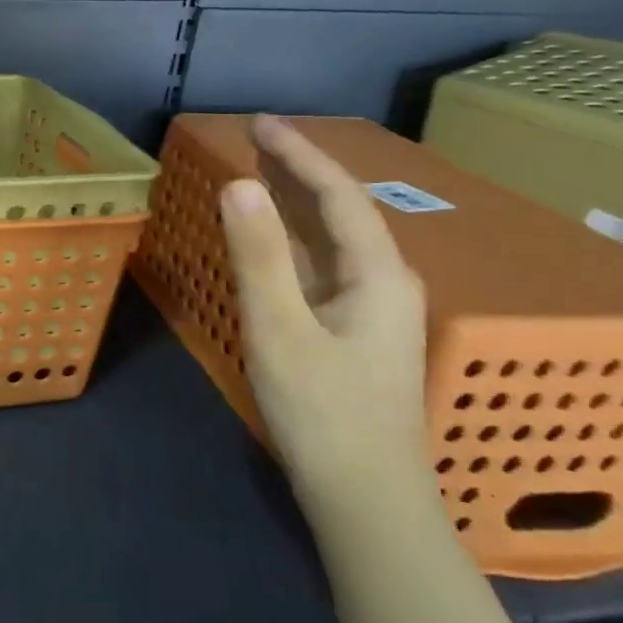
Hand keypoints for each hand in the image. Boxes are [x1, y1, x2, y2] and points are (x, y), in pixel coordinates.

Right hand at [218, 116, 429, 511]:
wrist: (366, 500)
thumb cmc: (324, 412)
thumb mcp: (280, 330)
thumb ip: (259, 256)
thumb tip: (239, 185)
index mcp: (377, 275)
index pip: (338, 195)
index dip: (300, 153)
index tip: (260, 122)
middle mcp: (383, 283)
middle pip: (340, 211)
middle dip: (299, 170)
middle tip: (255, 139)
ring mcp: (370, 310)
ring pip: (330, 240)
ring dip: (294, 204)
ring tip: (258, 174)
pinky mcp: (351, 332)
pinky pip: (320, 266)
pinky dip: (291, 241)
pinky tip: (269, 242)